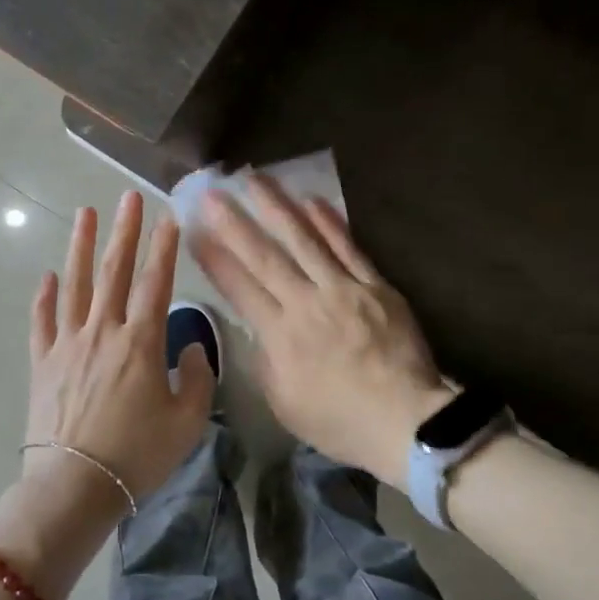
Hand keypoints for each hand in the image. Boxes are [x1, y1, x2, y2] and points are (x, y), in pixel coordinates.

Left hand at [0, 193, 215, 599]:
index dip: (164, 248)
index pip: (156, 282)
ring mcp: (68, 344)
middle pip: (114, 271)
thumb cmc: (138, 455)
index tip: (169, 217)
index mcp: (141, 342)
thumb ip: (198, 376)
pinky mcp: (42, 364)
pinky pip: (42, 322)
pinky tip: (47, 276)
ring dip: (80, 247)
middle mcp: (103, 331)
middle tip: (127, 197)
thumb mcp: (188, 420)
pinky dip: (44, 297)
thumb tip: (191, 345)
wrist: (75, 487)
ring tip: (84, 213)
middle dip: (123, 231)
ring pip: (75, 285)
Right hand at [191, 176, 448, 490]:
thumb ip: (266, 361)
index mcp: (280, 336)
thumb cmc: (340, 421)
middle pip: (265, 256)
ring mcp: (343, 290)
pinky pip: (348, 247)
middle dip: (235, 222)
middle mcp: (306, 303)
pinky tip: (312, 200)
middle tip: (213, 192)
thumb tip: (258, 329)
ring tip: (256, 178)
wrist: (404, 420)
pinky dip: (330, 222)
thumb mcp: (284, 403)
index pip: (239, 288)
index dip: (214, 258)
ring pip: (304, 240)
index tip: (194, 231)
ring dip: (277, 207)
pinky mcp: (375, 286)